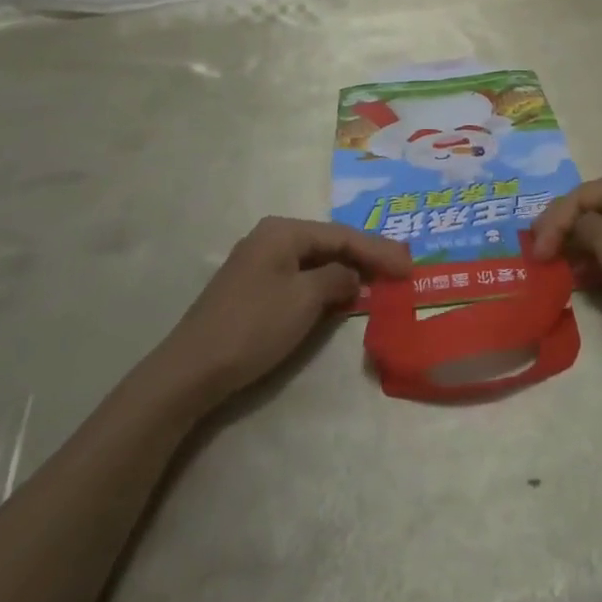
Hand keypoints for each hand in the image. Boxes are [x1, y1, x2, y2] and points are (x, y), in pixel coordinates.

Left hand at [159, 217, 409, 404]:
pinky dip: (326, 284)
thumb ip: (337, 279)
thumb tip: (351, 276)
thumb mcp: (304, 299)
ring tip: (381, 279)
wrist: (192, 370)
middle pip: (329, 243)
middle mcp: (270, 238)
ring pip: (315, 260)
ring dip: (348, 270)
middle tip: (401, 268)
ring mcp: (259, 263)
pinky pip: (301, 277)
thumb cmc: (253, 327)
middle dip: (366, 256)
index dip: (379, 250)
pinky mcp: (253, 288)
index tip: (409, 266)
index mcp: (282, 231)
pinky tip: (343, 294)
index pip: (342, 235)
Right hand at [530, 166, 601, 337]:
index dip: (552, 223)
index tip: (535, 253)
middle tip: (540, 255)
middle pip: (592, 206)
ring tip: (558, 267)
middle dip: (564, 231)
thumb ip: (581, 226)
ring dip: (580, 245)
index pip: (579, 195)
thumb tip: (574, 227)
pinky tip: (586, 274)